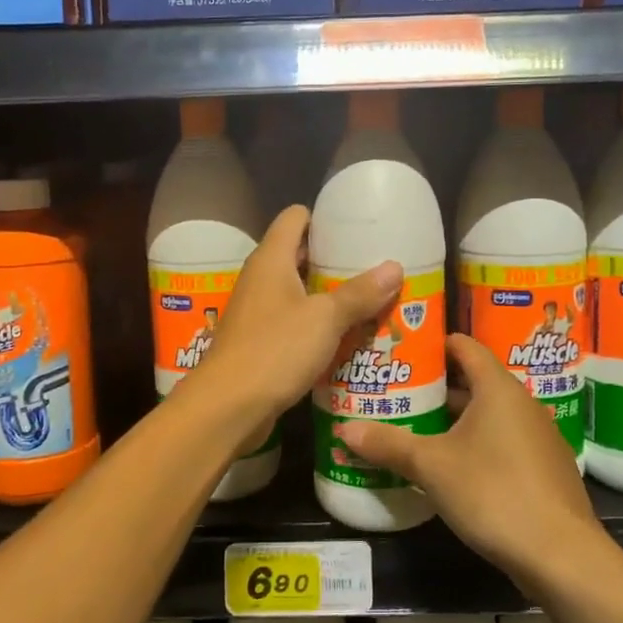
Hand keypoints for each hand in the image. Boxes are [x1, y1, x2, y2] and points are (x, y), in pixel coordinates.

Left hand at [194, 205, 401, 425]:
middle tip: (374, 265)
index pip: (295, 217)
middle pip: (299, 254)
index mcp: (271, 259)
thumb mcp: (325, 319)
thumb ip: (359, 293)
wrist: (227, 406)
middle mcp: (260, 278)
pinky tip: (345, 335)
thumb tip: (395, 267)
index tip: (358, 227)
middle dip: (335, 259)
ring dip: (328, 295)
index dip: (324, 217)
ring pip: (298, 291)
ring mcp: (257, 311)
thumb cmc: (275, 349)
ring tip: (369, 299)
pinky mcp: (258, 340)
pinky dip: (317, 323)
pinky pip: (293, 321)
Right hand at [337, 334, 600, 584]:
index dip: (434, 343)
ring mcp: (538, 437)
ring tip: (414, 425)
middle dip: (436, 385)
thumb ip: (388, 444)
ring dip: (454, 417)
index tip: (402, 348)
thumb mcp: (432, 467)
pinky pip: (502, 440)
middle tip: (397, 390)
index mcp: (498, 388)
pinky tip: (450, 464)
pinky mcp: (543, 468)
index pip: (465, 346)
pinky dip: (475, 442)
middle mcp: (522, 404)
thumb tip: (343, 430)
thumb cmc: (494, 492)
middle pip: (475, 380)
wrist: (561, 555)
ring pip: (488, 414)